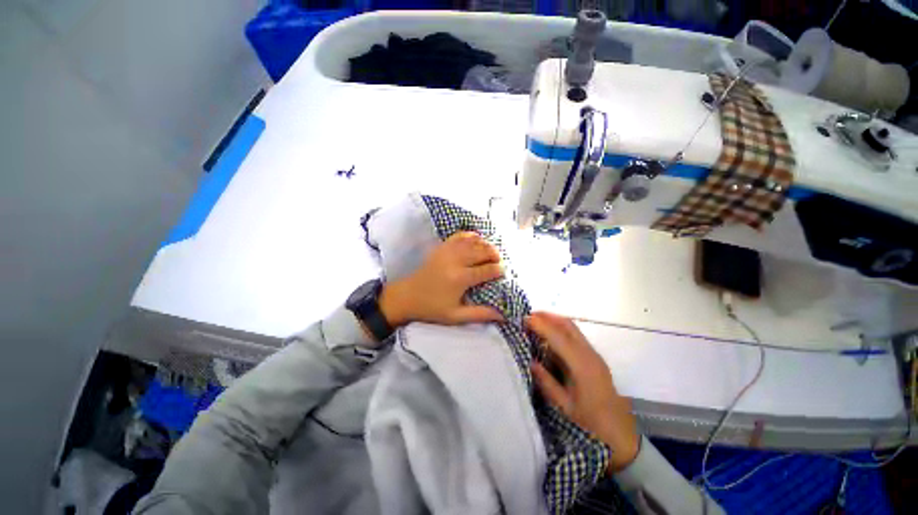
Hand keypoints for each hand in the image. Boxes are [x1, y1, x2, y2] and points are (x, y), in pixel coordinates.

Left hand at [379, 232, 504, 326]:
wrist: (407, 296)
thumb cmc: (432, 308)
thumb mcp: (456, 316)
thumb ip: (480, 314)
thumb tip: (502, 315)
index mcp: (460, 278)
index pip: (486, 270)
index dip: (498, 270)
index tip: (503, 272)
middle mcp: (455, 261)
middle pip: (481, 251)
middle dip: (494, 254)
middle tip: (499, 261)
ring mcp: (447, 252)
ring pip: (472, 242)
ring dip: (485, 244)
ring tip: (491, 251)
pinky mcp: (441, 248)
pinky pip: (458, 236)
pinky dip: (470, 235)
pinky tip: (477, 238)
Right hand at [526, 312, 639, 472]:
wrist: (621, 434)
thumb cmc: (591, 423)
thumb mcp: (564, 406)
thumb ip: (546, 382)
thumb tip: (530, 361)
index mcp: (582, 366)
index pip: (558, 336)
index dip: (540, 325)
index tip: (524, 319)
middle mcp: (589, 354)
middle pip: (567, 325)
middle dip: (547, 316)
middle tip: (527, 316)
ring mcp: (594, 354)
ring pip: (572, 328)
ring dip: (553, 321)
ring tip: (535, 321)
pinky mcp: (594, 357)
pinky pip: (575, 336)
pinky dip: (560, 329)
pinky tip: (549, 336)